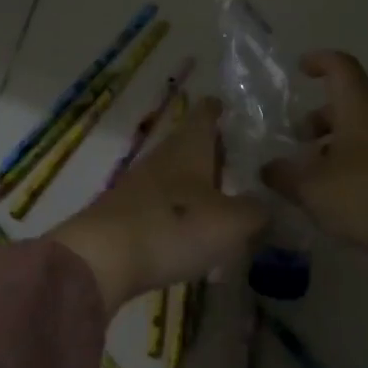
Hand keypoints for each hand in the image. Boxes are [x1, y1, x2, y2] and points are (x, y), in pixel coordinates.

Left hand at [49, 98, 267, 316]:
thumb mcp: (231, 222)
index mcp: (189, 146)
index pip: (205, 113)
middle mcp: (163, 158)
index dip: (220, 108)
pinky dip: (182, 210)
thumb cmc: (174, 227)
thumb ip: (256, 211)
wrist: (101, 259)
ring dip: (199, 183)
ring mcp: (141, 186)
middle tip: (244, 162)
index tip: (234, 108)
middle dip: (215, 150)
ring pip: (177, 175)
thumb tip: (265, 204)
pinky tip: (196, 229)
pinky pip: (163, 204)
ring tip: (227, 198)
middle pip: (191, 144)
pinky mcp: (127, 215)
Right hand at [259, 52, 367, 268]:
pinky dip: (350, 162)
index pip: (341, 67)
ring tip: (311, 173)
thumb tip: (269, 168)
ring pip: (360, 131)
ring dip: (333, 143)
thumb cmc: (364, 196)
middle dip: (319, 117)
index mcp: (359, 108)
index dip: (319, 61)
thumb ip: (284, 175)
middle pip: (348, 103)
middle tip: (297, 140)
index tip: (300, 69)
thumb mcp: (311, 187)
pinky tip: (335, 193)